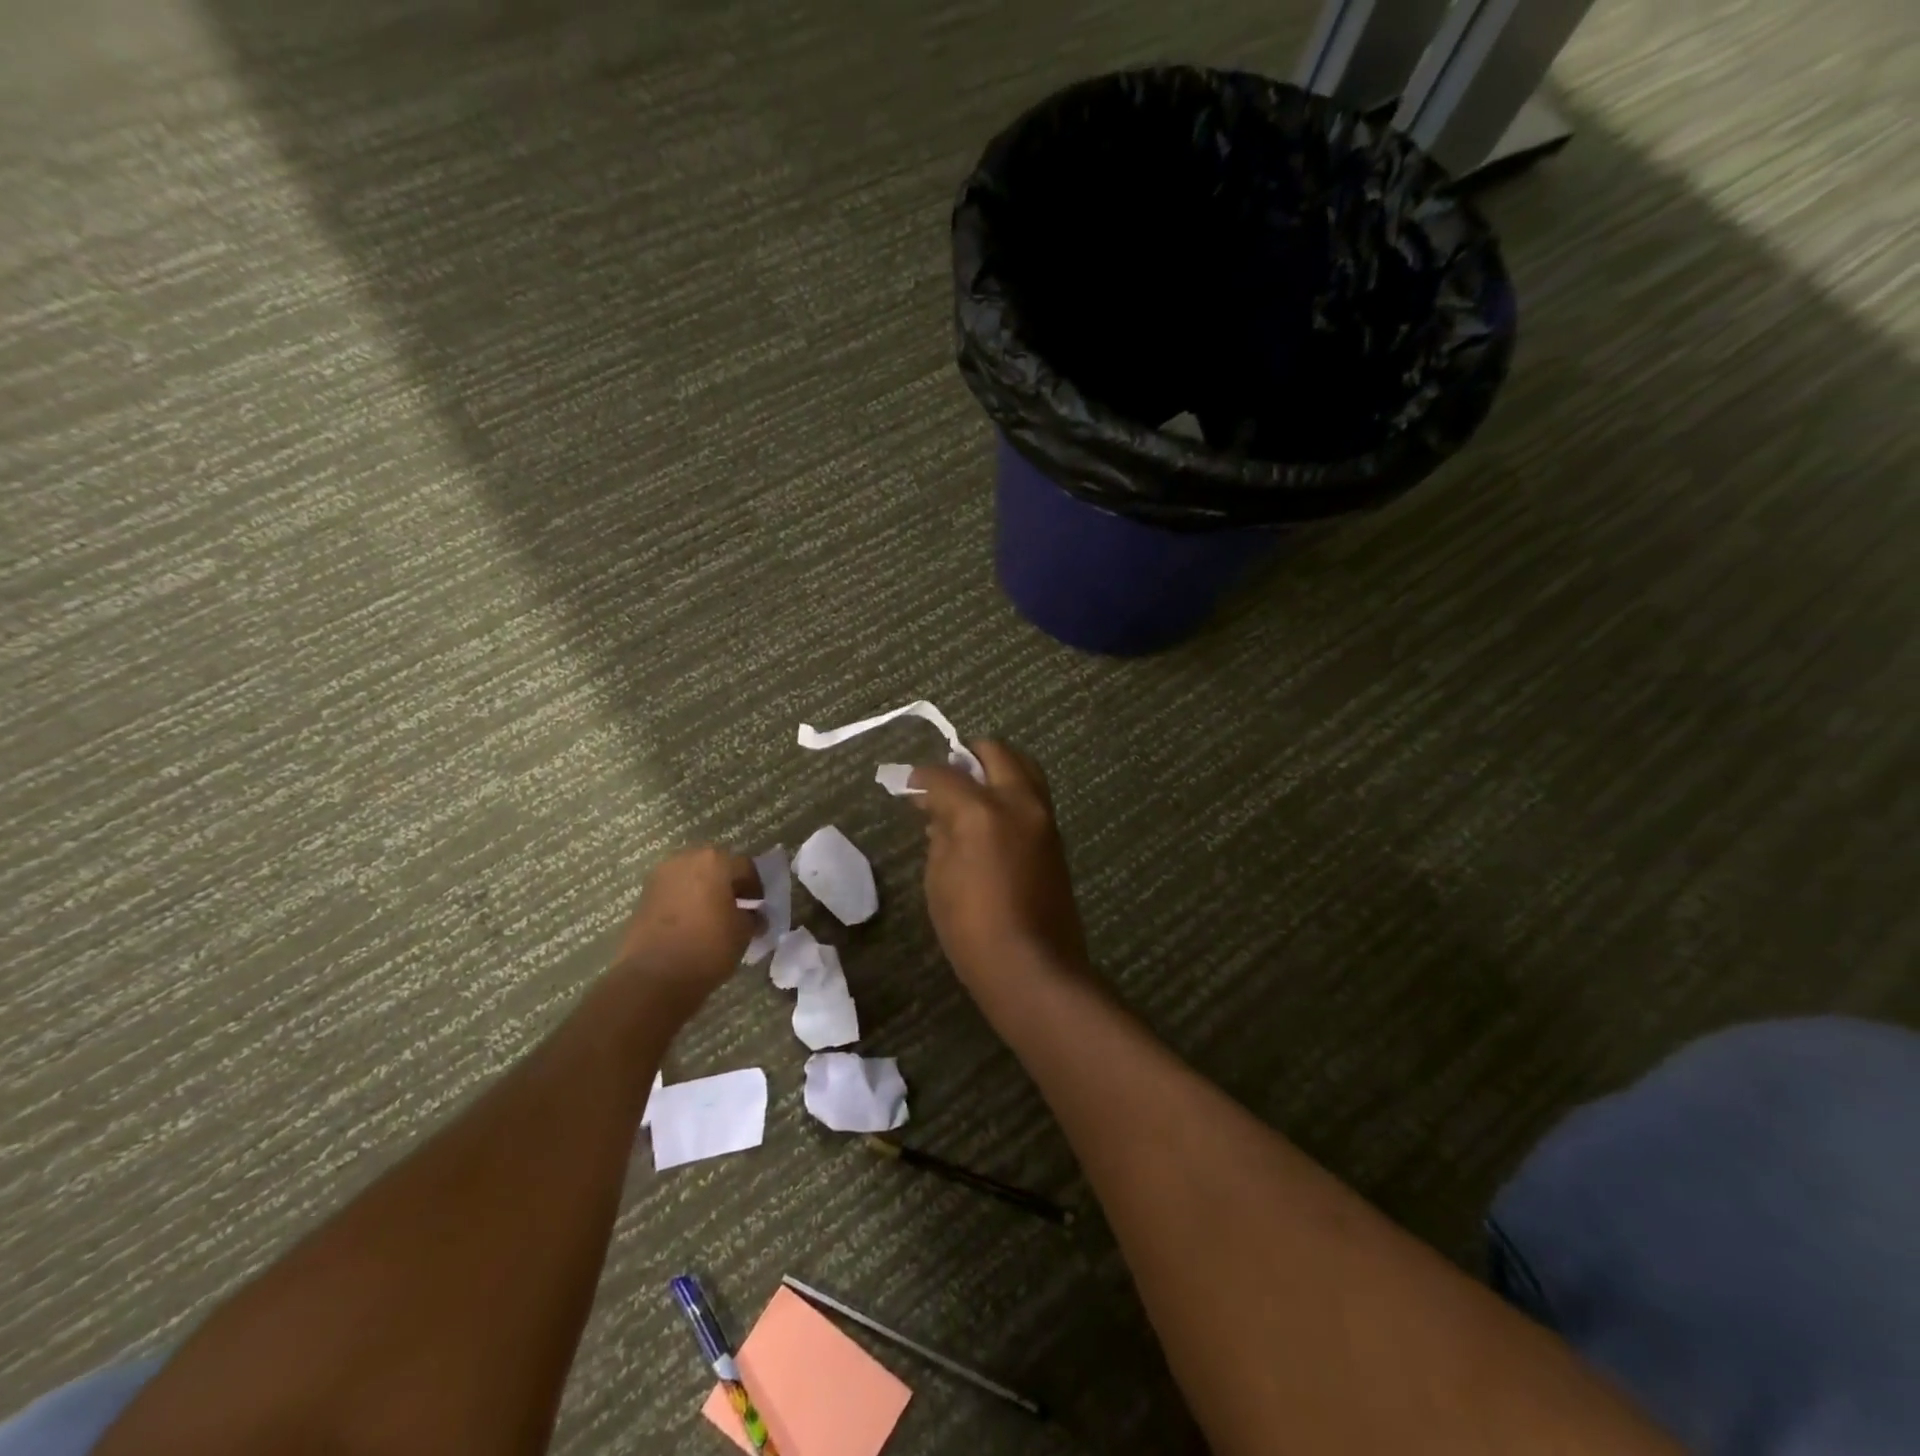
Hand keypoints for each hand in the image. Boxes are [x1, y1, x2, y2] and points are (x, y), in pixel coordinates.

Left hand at [610, 847, 758, 1003]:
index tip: (759, 906)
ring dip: (704, 891)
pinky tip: (691, 924)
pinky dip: (685, 902)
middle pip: (715, 866)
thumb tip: (753, 916)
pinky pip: (673, 892)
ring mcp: (660, 877)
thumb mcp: (743, 933)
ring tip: (712, 917)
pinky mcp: (643, 897)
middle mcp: (685, 860)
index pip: (745, 867)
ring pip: (691, 877)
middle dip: (727, 884)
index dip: (755, 887)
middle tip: (736, 908)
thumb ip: (752, 917)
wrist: (653, 977)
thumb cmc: (707, 947)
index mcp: (714, 861)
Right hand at [909, 740, 1088, 989]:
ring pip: (1024, 767)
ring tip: (972, 790)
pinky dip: (1011, 790)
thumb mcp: (939, 879)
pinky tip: (991, 815)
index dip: (922, 777)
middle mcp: (1019, 802)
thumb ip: (940, 835)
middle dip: (968, 756)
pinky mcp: (1056, 836)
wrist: (1032, 967)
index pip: (946, 775)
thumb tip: (942, 814)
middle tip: (947, 776)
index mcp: (982, 811)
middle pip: (996, 752)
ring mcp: (1044, 817)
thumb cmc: (972, 928)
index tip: (910, 784)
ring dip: (996, 768)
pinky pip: (1033, 795)